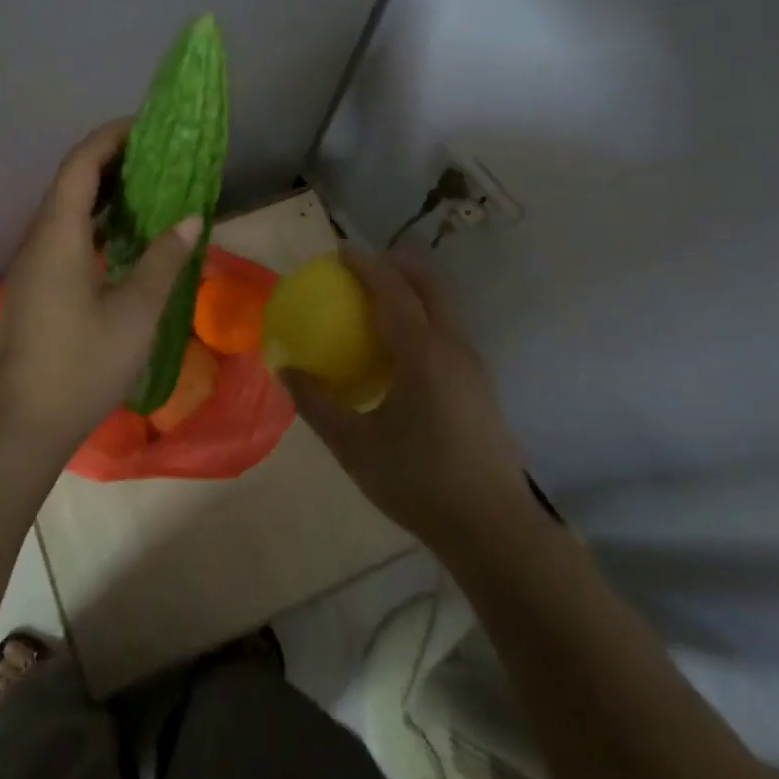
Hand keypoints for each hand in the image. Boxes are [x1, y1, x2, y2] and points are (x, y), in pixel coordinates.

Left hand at [0, 120, 200, 452]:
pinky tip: (124, 236)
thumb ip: (164, 260)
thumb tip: (191, 218)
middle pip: (71, 181)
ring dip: (103, 191)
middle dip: (112, 160)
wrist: (25, 423)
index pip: (80, 165)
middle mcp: (39, 240)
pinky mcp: (37, 285)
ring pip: (67, 209)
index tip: (147, 127)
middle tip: (158, 155)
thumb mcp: (136, 313)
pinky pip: (66, 234)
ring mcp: (34, 263)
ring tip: (148, 187)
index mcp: (58, 236)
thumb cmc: (83, 365)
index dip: (111, 138)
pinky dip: (95, 221)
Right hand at [283, 250, 534, 554]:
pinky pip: (448, 331)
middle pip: (430, 285)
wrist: (492, 527)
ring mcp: (473, 366)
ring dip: (413, 291)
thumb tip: (286, 370)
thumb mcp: (355, 446)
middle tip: (363, 267)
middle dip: (398, 265)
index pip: (394, 290)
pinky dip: (423, 317)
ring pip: (444, 307)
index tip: (341, 250)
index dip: (367, 265)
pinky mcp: (480, 386)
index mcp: (423, 354)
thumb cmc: (418, 481)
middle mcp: (453, 348)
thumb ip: (317, 404)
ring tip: (378, 301)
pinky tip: (401, 351)